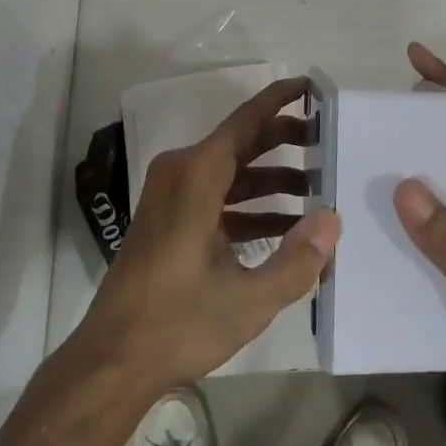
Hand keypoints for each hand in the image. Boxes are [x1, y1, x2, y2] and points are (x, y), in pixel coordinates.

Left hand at [74, 77, 340, 400]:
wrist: (112, 360)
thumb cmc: (178, 322)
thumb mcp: (248, 299)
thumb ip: (297, 260)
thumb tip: (332, 219)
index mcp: (197, 175)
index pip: (246, 120)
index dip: (280, 99)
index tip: (311, 85)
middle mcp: (182, 172)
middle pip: (241, 142)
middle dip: (284, 139)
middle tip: (327, 141)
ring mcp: (172, 195)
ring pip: (231, 171)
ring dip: (271, 178)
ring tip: (317, 187)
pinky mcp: (170, 218)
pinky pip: (217, 196)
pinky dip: (250, 205)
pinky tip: (286, 227)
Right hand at [394, 43, 445, 445]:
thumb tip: (404, 182)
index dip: (445, 87)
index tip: (413, 56)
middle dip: (411, 125)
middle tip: (360, 117)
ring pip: (434, 191)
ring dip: (402, 171)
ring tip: (353, 165)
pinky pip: (427, 231)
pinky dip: (401, 219)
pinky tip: (369, 232)